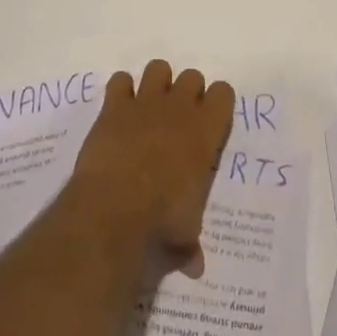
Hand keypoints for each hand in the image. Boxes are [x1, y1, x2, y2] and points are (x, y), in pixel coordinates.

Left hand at [70, 60, 234, 278]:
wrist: (114, 207)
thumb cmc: (161, 220)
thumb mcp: (184, 234)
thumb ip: (190, 243)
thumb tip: (195, 267)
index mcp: (206, 131)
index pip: (223, 93)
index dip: (216, 102)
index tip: (209, 119)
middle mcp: (179, 108)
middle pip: (191, 76)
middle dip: (186, 92)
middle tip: (177, 118)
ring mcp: (145, 103)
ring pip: (158, 68)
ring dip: (155, 84)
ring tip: (148, 109)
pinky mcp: (114, 107)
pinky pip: (119, 81)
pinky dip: (120, 92)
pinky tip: (118, 111)